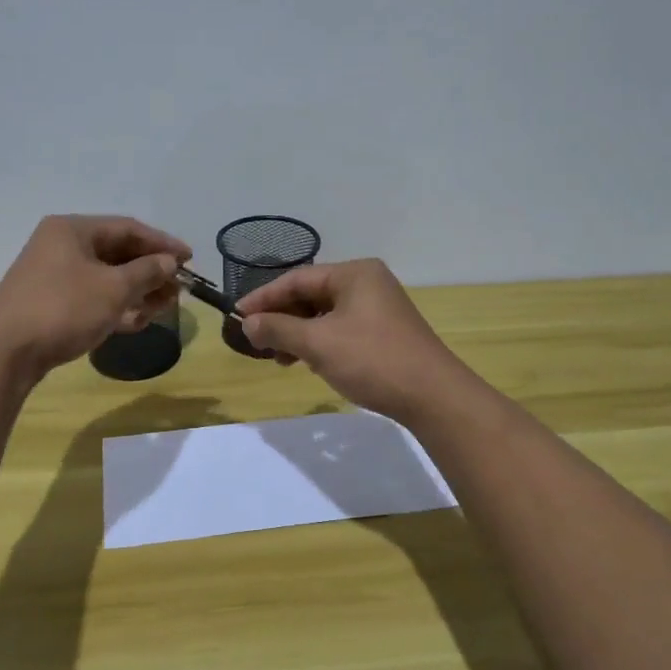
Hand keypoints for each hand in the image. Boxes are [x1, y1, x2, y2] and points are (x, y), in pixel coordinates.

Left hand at [0, 215, 190, 374]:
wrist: (5, 353)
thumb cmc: (63, 309)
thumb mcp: (113, 289)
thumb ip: (147, 271)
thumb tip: (169, 261)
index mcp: (73, 230)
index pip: (128, 228)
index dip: (162, 243)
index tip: (190, 259)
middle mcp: (61, 246)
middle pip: (118, 253)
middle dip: (151, 272)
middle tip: (178, 289)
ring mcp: (53, 276)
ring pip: (106, 278)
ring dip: (137, 292)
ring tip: (163, 308)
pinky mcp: (51, 303)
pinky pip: (92, 297)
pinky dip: (116, 306)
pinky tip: (137, 321)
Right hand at [237, 259, 469, 420]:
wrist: (433, 396)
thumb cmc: (372, 360)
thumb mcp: (318, 343)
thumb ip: (278, 329)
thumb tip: (247, 323)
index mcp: (354, 273)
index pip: (297, 279)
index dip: (264, 298)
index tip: (237, 317)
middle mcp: (367, 283)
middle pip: (311, 295)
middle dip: (282, 319)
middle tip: (257, 342)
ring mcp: (378, 308)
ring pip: (324, 315)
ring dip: (298, 334)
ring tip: (280, 360)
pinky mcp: (384, 332)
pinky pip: (340, 329)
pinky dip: (319, 343)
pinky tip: (309, 363)